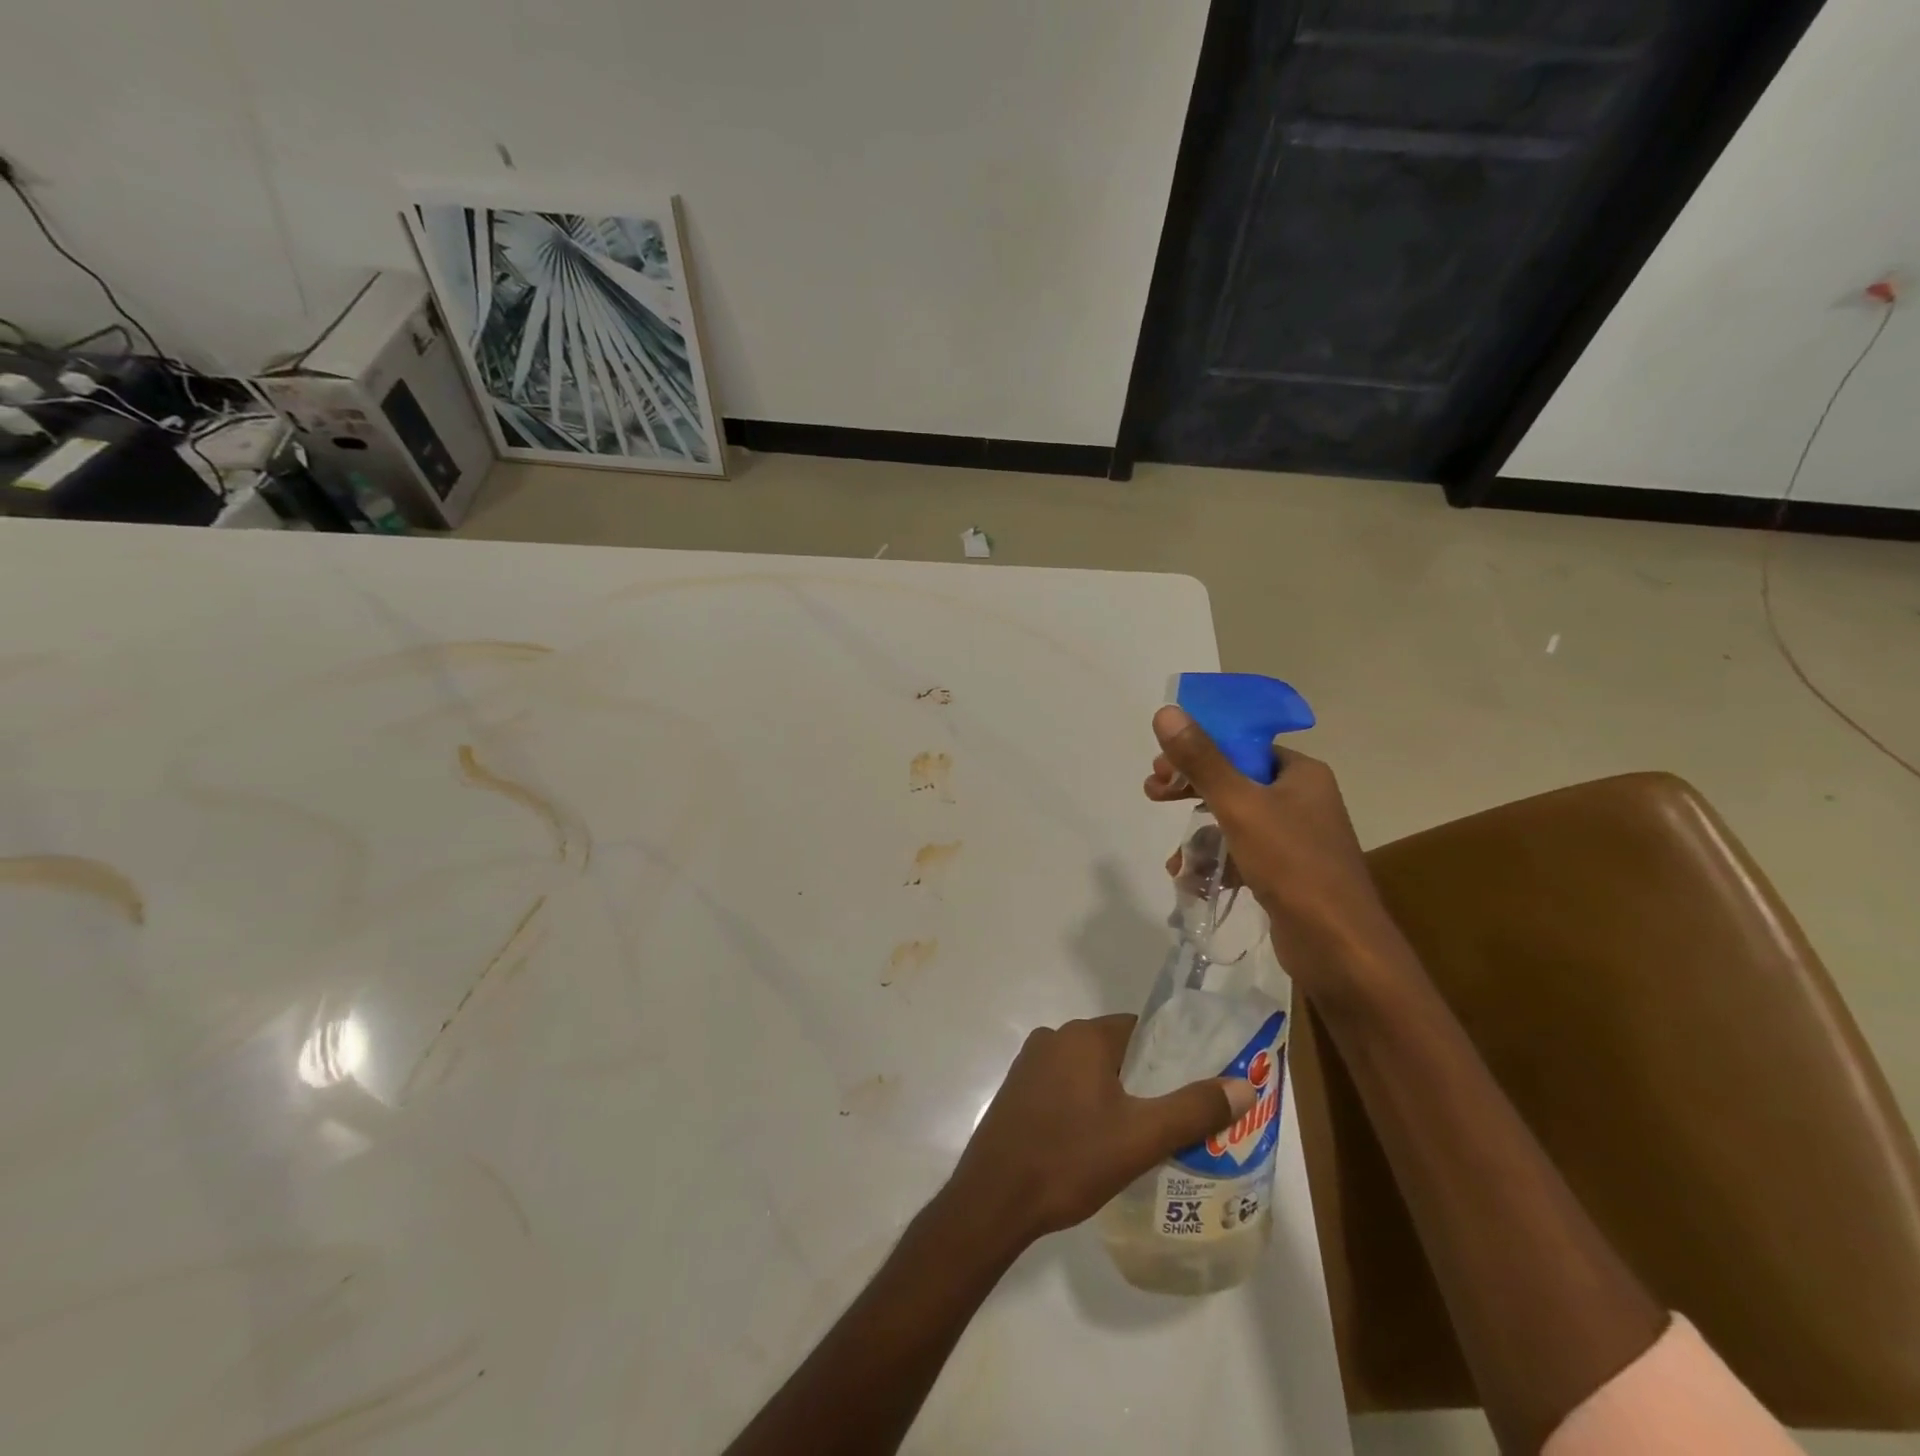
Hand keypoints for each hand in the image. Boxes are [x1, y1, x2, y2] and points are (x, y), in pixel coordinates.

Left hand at [944, 1014, 1252, 1246]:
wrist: (994, 1198)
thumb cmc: (1070, 1159)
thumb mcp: (1141, 1138)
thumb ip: (1194, 1109)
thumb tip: (1244, 1085)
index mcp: (1083, 1036)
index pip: (1140, 1029)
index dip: (1169, 1055)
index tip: (1192, 1088)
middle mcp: (1054, 1038)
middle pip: (1114, 1050)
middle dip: (1144, 1079)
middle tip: (1173, 1120)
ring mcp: (1029, 1064)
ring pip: (1088, 1071)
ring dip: (1113, 1095)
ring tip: (1139, 1137)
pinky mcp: (1016, 1091)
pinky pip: (1063, 1088)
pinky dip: (1084, 1106)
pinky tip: (1095, 1144)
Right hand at [1145, 705, 1413, 1002]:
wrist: (1339, 948)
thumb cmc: (1292, 865)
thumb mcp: (1239, 806)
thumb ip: (1202, 760)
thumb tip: (1165, 711)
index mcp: (1300, 773)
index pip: (1241, 745)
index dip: (1198, 750)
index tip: (1160, 766)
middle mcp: (1302, 799)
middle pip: (1233, 781)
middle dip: (1190, 790)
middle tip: (1153, 794)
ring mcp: (1296, 838)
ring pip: (1233, 821)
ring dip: (1198, 835)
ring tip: (1174, 859)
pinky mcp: (1287, 873)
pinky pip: (1242, 853)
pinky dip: (1216, 862)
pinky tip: (1191, 881)